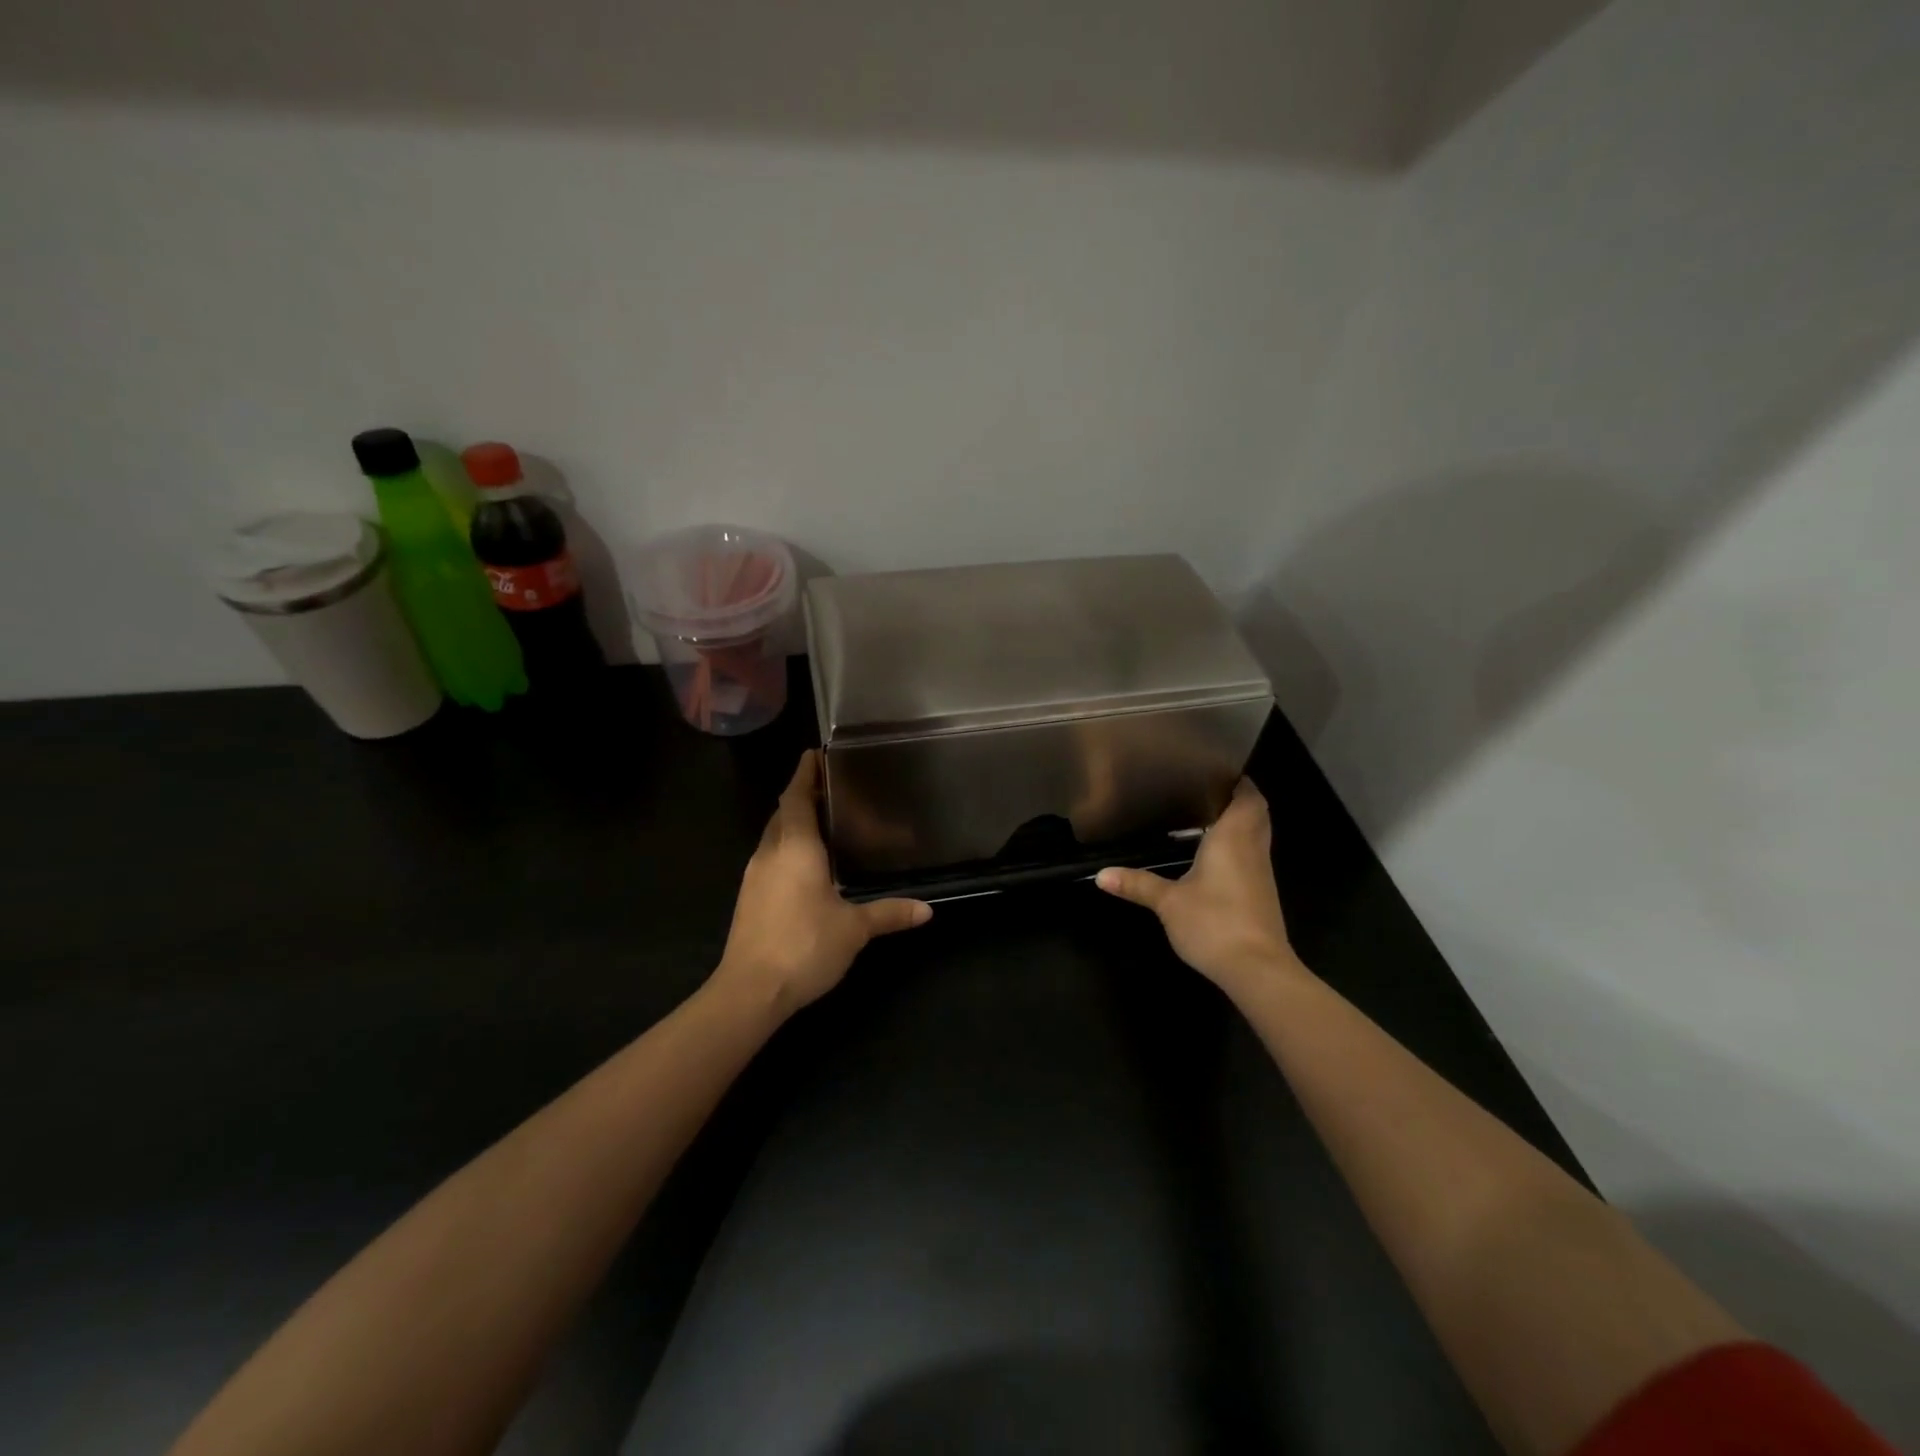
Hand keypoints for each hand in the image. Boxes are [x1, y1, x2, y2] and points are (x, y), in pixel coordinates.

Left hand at [712, 751, 931, 1016]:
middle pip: (783, 813)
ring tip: (825, 822)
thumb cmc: (804, 946)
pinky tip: (808, 865)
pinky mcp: (749, 898)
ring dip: (794, 823)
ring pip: (774, 836)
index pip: (795, 797)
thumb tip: (926, 910)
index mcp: (795, 848)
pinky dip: (788, 848)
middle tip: (833, 789)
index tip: (816, 753)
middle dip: (803, 796)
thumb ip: (888, 914)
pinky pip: (770, 858)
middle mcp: (770, 853)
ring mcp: (754, 876)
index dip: (805, 773)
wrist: (750, 991)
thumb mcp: (854, 929)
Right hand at [1095, 778, 1298, 994]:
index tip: (1218, 772)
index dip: (1239, 782)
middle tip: (1210, 791)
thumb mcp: (1168, 903)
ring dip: (1241, 823)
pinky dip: (1240, 847)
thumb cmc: (1214, 923)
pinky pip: (1254, 857)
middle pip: (1258, 813)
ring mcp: (1262, 874)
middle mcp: (1253, 850)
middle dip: (1240, 799)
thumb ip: (1137, 884)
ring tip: (1209, 817)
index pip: (1248, 798)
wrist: (1257, 969)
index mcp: (1234, 838)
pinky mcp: (1262, 895)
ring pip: (1258, 836)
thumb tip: (1101, 875)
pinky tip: (1216, 857)